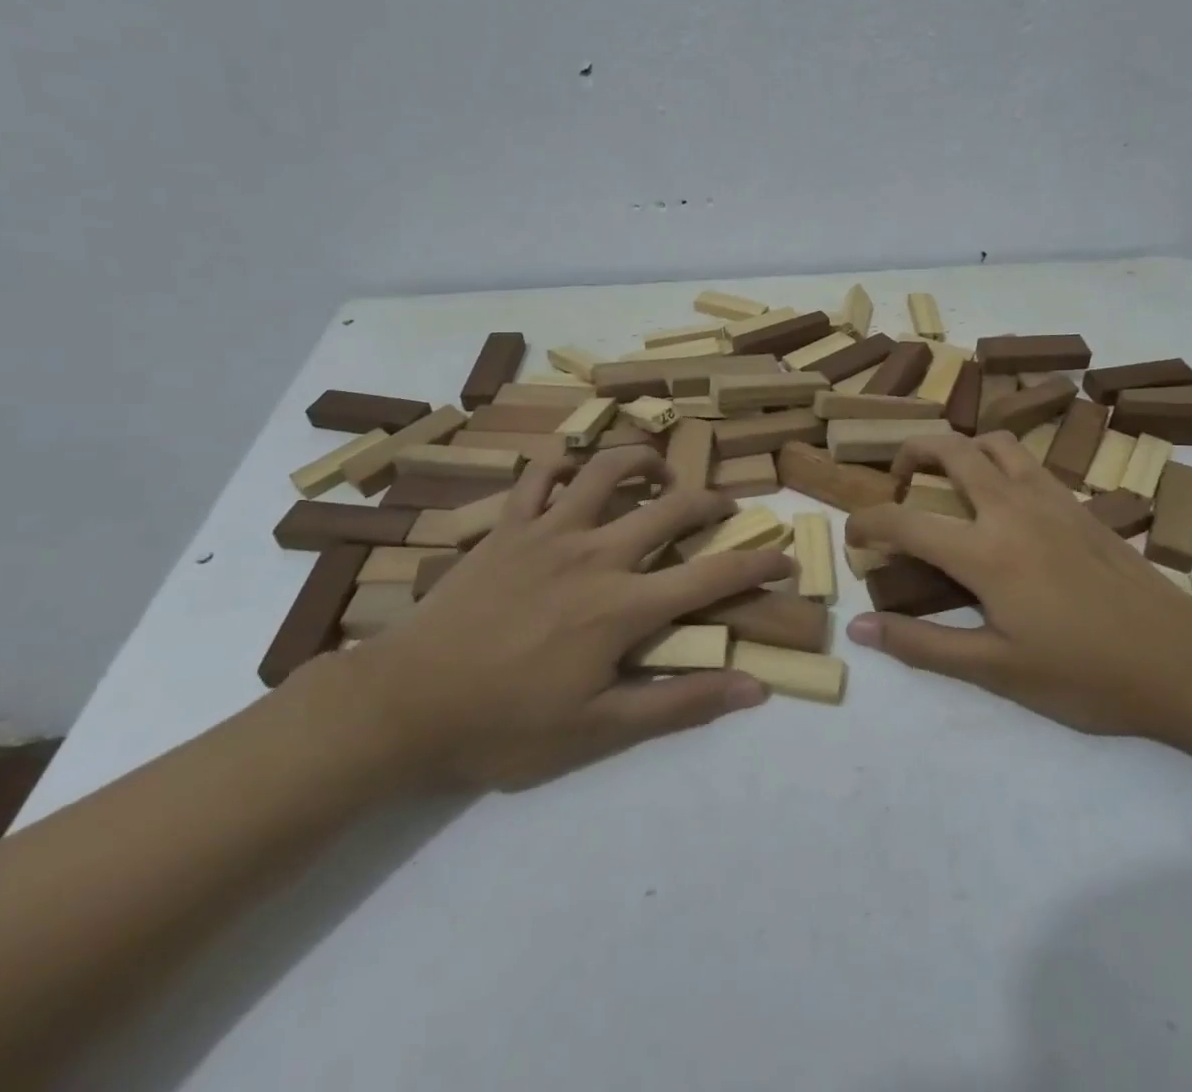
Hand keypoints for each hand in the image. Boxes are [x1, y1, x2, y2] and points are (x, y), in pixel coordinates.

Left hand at [337, 447, 790, 790]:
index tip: (785, 556)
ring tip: (659, 474)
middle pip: (672, 507)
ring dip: (644, 461)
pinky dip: (562, 460)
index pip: (711, 575)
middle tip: (726, 507)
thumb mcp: (599, 731)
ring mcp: (549, 531)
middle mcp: (596, 553)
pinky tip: (575, 466)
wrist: (406, 703)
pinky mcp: (507, 526)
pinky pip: (538, 473)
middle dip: (712, 501)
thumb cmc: (505, 725)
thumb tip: (753, 688)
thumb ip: (680, 704)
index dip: (757, 562)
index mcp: (624, 606)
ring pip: (608, 469)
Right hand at [845, 433, 1191, 739]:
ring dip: (960, 448)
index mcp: (985, 552)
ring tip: (948, 479)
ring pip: (995, 441)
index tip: (853, 536)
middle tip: (899, 482)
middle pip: (951, 449)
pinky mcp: (1079, 503)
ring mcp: (1050, 498)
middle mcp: (1012, 508)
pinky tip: (1001, 500)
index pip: (905, 521)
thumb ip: (923, 645)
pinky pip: (1027, 461)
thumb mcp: (997, 670)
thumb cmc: (1085, 673)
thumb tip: (860, 627)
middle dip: (911, 453)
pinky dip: (999, 461)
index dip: (867, 523)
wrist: (1181, 660)